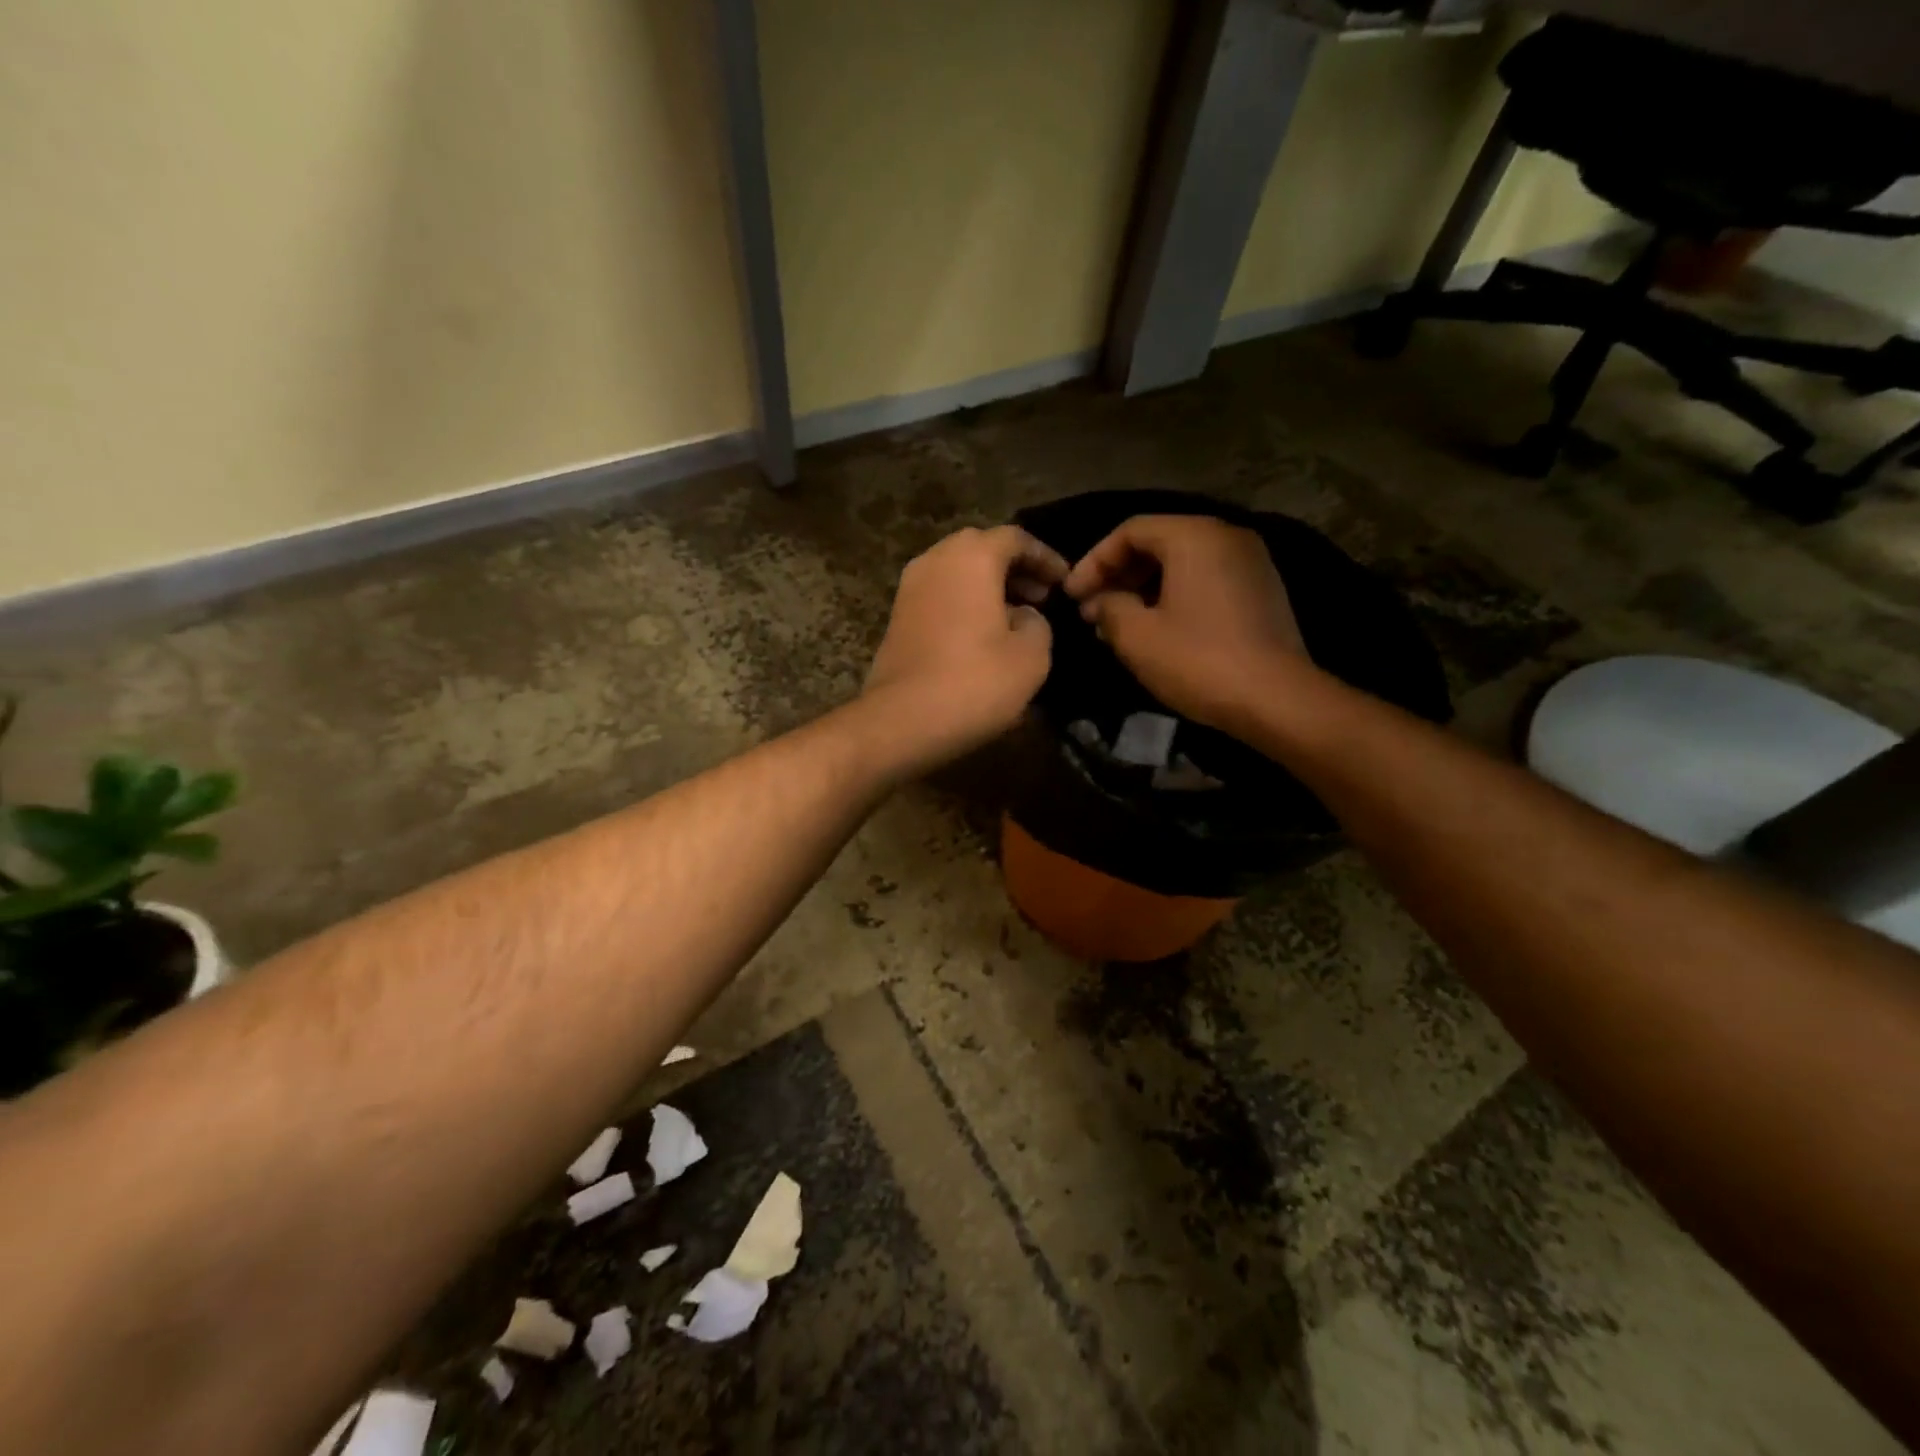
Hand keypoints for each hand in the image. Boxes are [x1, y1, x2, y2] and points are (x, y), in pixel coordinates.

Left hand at [864, 526, 1069, 767]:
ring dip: (989, 587)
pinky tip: (983, 636)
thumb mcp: (1032, 655)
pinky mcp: (897, 617)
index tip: (1065, 582)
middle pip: (982, 549)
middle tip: (1042, 596)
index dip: (1046, 558)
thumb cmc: (975, 681)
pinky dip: (965, 603)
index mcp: (971, 556)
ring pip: (957, 572)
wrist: (902, 720)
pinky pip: (940, 595)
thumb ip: (1038, 623)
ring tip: (1017, 617)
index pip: (1016, 538)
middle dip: (1015, 569)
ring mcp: (910, 587)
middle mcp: (935, 560)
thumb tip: (1024, 616)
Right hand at [1064, 515, 1307, 731]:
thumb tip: (1102, 602)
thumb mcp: (1136, 636)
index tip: (1072, 596)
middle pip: (1159, 543)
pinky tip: (1156, 630)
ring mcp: (1251, 563)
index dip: (1093, 561)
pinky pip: (1206, 581)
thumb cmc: (1198, 660)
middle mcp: (1227, 537)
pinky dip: (1174, 597)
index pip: (1130, 531)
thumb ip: (1109, 607)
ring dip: (1144, 590)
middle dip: (1118, 576)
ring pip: (1183, 564)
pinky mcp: (1262, 592)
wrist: (1276, 699)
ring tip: (1117, 625)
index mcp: (1194, 536)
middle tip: (1092, 611)